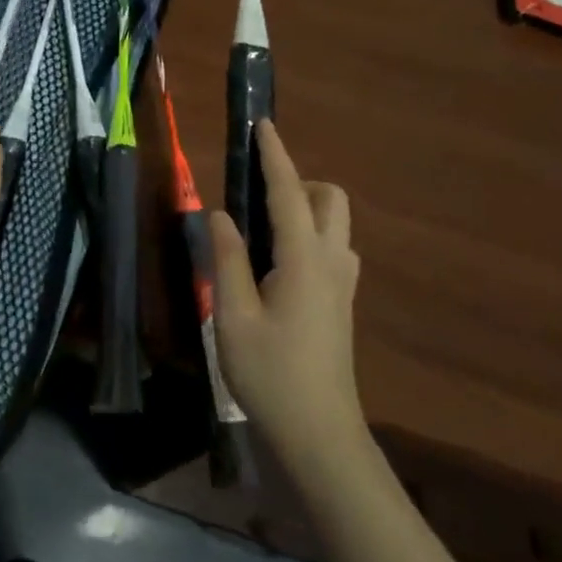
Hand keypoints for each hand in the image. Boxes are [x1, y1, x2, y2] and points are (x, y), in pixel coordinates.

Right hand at [209, 121, 362, 477]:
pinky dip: (309, 235)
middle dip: (298, 182)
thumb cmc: (271, 375)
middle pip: (329, 200)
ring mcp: (342, 285)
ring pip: (335, 225)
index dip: (274, 156)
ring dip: (305, 209)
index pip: (288, 193)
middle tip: (256, 193)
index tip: (263, 124)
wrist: (320, 436)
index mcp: (303, 259)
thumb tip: (219, 214)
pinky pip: (331, 250)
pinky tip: (277, 264)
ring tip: (262, 226)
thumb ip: (226, 259)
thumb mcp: (233, 316)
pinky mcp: (341, 305)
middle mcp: (331, 263)